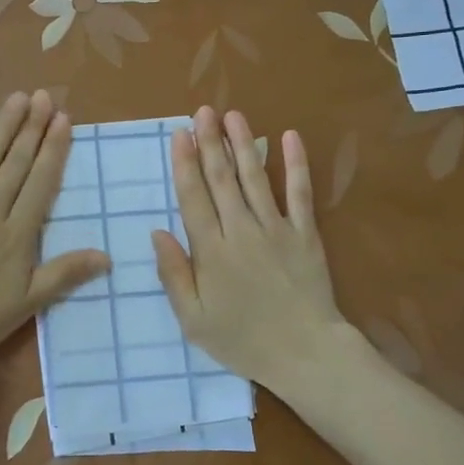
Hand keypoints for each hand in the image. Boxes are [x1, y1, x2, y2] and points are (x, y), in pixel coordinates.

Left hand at [0, 91, 108, 390]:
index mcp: (17, 235)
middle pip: (15, 164)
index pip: (40, 184)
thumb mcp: (27, 304)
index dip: (53, 151)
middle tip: (44, 97)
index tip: (63, 120)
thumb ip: (64, 274)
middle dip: (32, 129)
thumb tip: (107, 255)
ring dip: (3, 127)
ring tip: (18, 98)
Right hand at [151, 107, 349, 397]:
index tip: (179, 134)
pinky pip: (300, 193)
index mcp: (211, 251)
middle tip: (202, 111)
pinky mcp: (305, 234)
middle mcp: (241, 230)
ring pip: (255, 178)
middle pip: (221, 179)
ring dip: (243, 143)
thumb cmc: (242, 340)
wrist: (305, 352)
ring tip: (232, 115)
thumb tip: (158, 232)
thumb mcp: (193, 319)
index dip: (185, 163)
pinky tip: (288, 137)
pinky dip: (295, 164)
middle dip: (210, 142)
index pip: (193, 197)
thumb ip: (174, 274)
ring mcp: (276, 228)